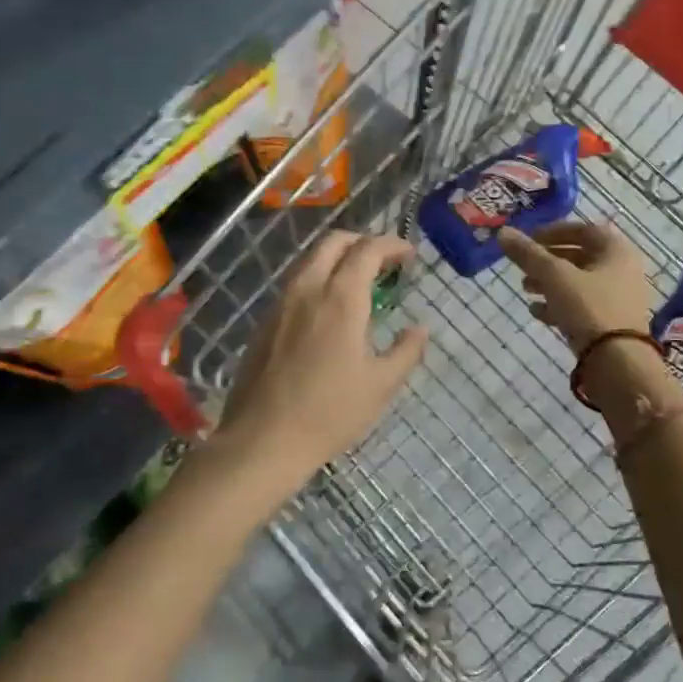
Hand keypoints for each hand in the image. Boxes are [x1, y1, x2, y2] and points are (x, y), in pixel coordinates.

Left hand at [210, 231, 428, 507]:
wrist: (263, 440)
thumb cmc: (329, 413)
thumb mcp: (380, 386)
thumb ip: (406, 351)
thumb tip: (420, 329)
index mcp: (340, 298)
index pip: (367, 250)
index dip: (392, 245)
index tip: (410, 255)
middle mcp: (308, 289)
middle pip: (333, 242)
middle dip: (362, 241)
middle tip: (384, 260)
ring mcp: (281, 304)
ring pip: (310, 260)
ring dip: (337, 258)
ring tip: (359, 281)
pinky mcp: (265, 322)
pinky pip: (296, 284)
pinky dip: (318, 279)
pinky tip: (329, 309)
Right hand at [498, 221, 658, 352]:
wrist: (618, 363)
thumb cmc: (589, 308)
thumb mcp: (554, 276)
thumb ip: (528, 254)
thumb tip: (503, 232)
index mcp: (617, 251)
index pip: (584, 229)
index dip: (554, 231)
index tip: (529, 240)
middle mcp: (623, 270)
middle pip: (580, 257)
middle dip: (548, 261)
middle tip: (524, 267)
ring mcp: (618, 298)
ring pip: (578, 283)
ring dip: (550, 283)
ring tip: (525, 289)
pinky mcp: (611, 323)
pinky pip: (582, 306)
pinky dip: (559, 304)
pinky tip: (537, 312)